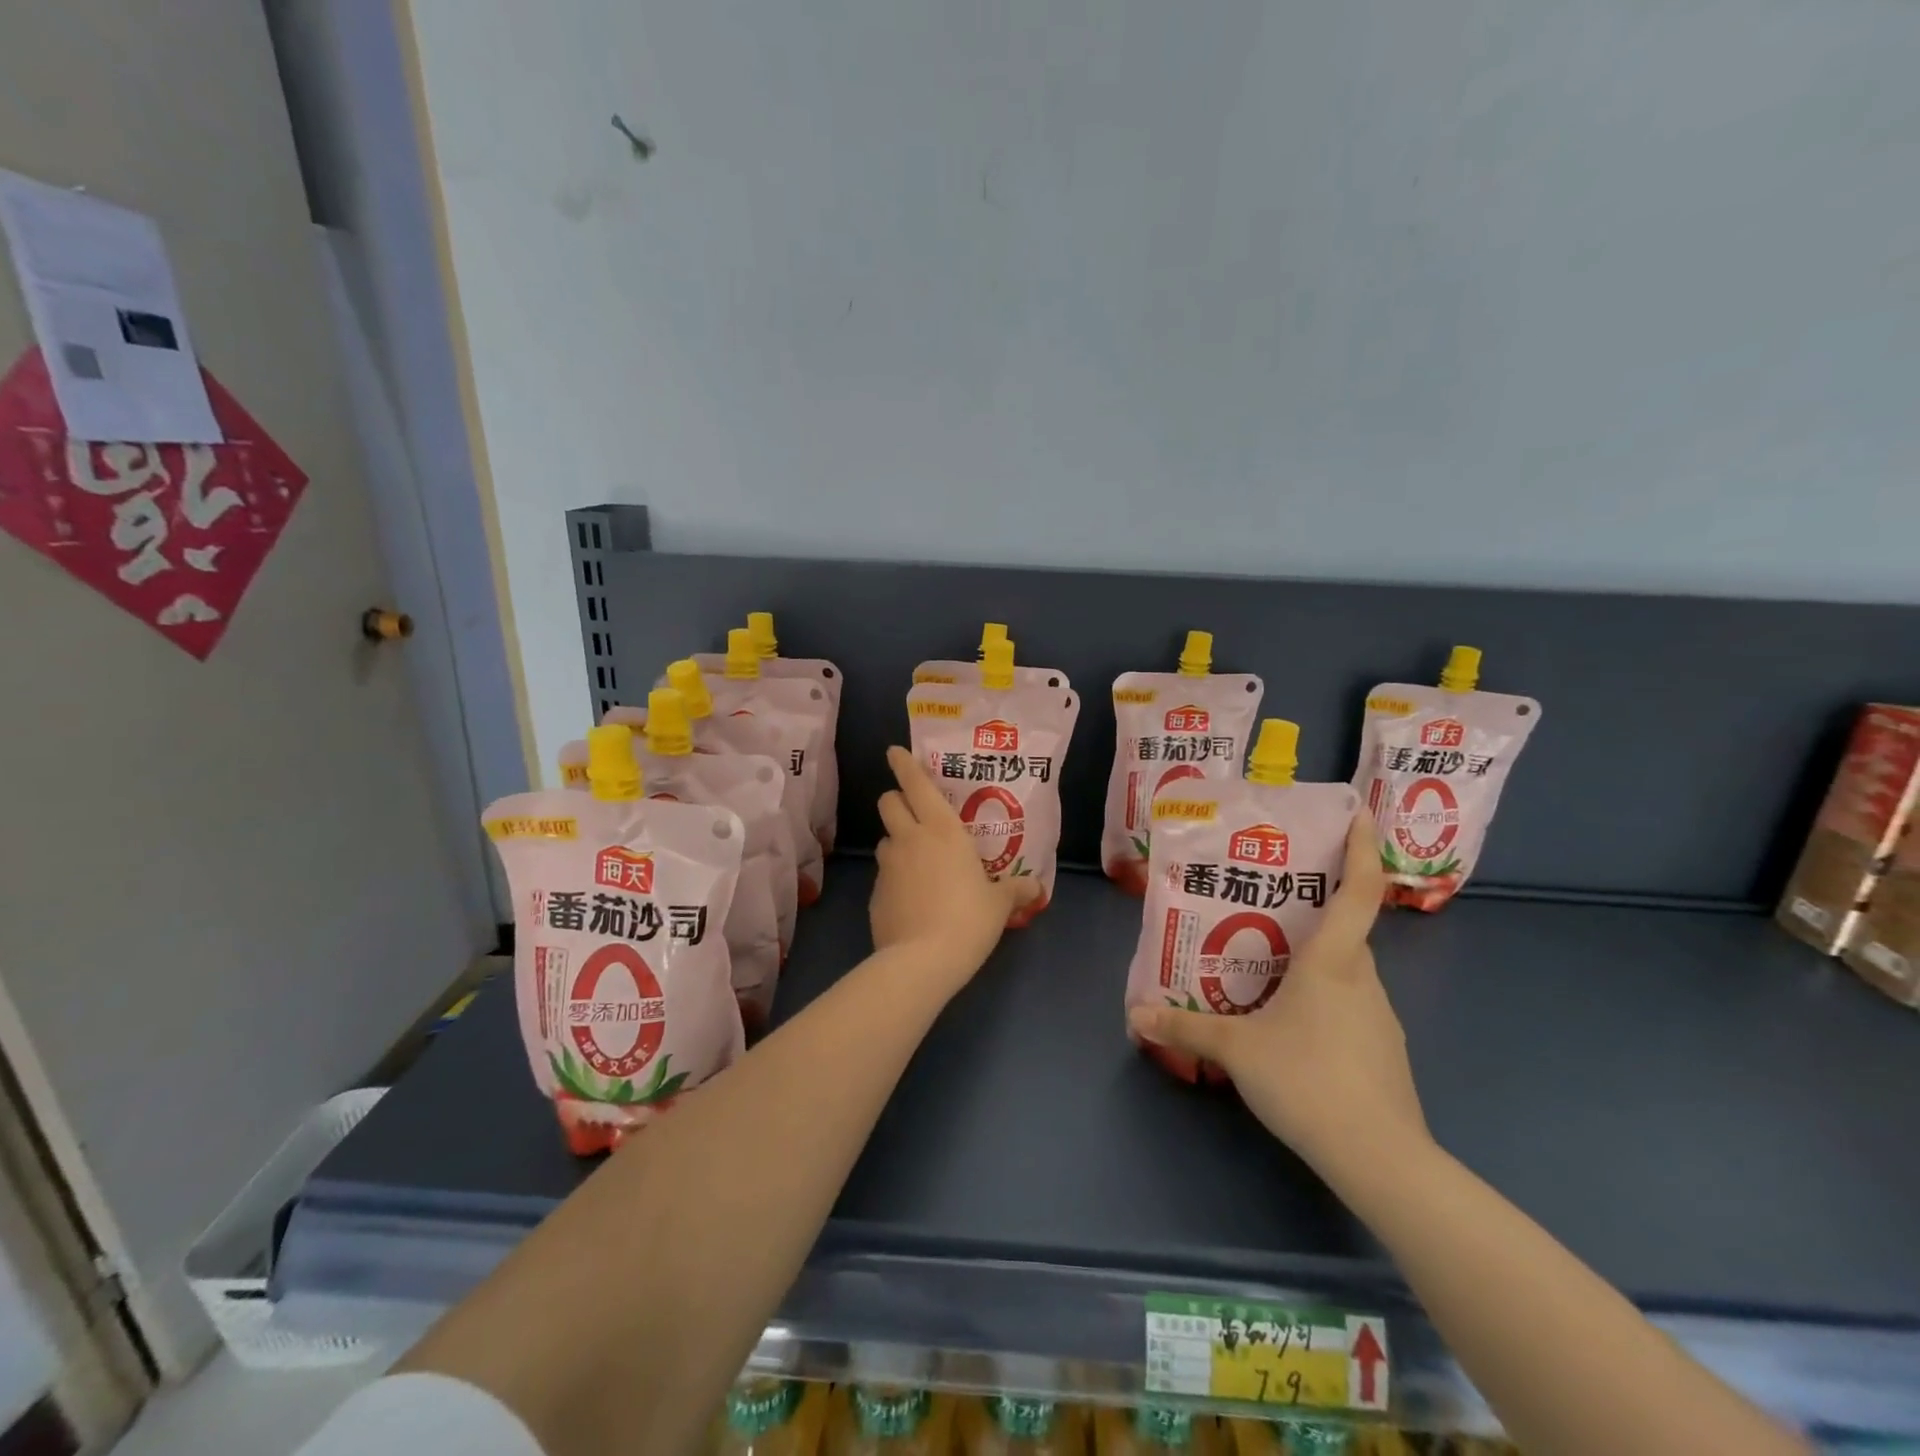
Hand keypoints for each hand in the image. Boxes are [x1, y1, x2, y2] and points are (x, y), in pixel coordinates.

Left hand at [871, 746, 1038, 987]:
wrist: (922, 961)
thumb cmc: (969, 919)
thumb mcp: (999, 904)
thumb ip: (1016, 890)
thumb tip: (1035, 888)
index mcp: (942, 829)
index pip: (915, 783)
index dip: (903, 764)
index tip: (894, 752)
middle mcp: (910, 839)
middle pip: (888, 802)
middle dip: (896, 799)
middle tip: (914, 812)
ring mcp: (888, 866)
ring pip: (885, 839)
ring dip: (898, 841)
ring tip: (918, 862)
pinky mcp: (874, 893)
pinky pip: (884, 874)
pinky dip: (895, 877)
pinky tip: (912, 898)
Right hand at [1126, 815, 1429, 1185]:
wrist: (1380, 1158)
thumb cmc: (1308, 1079)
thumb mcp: (1236, 1049)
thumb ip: (1185, 1026)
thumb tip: (1136, 1014)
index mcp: (1333, 962)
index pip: (1359, 891)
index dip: (1364, 849)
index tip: (1362, 814)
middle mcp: (1364, 979)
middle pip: (1346, 931)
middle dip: (1315, 911)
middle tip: (1270, 904)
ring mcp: (1381, 1018)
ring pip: (1347, 972)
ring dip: (1315, 962)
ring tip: (1269, 967)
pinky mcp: (1385, 1052)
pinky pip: (1351, 1007)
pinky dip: (1324, 1001)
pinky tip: (1293, 1026)